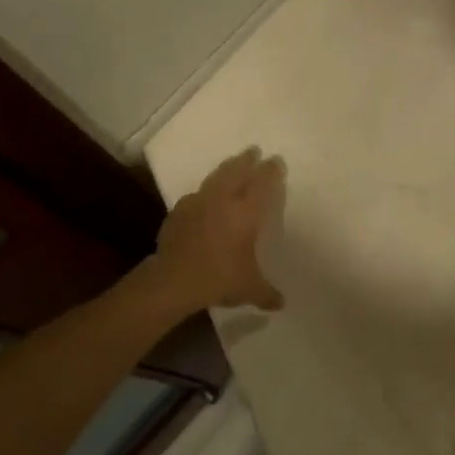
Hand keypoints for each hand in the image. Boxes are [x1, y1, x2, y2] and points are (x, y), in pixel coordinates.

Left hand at [151, 147, 285, 312]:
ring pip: (215, 177)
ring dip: (226, 169)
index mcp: (246, 212)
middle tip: (254, 151)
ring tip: (231, 165)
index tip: (276, 161)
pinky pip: (195, 196)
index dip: (271, 171)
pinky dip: (204, 194)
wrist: (173, 280)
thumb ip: (266, 293)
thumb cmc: (219, 278)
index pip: (263, 183)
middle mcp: (223, 200)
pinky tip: (203, 199)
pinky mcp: (178, 212)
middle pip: (237, 170)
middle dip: (247, 160)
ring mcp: (197, 202)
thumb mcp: (249, 289)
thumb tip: (280, 303)